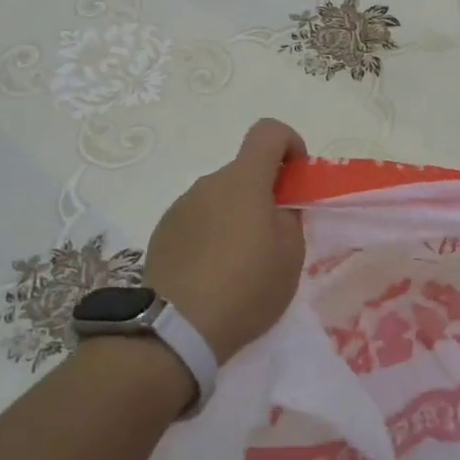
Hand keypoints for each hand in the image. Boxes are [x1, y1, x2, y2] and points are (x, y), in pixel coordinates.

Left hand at [145, 119, 306, 363]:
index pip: (269, 131)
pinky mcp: (163, 231)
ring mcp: (181, 206)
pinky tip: (213, 273)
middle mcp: (209, 183)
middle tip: (274, 236)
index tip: (296, 178)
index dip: (290, 144)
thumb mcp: (290, 255)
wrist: (176, 329)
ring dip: (236, 215)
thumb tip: (276, 208)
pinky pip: (198, 219)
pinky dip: (211, 234)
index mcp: (244, 180)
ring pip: (220, 197)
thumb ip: (289, 217)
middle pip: (244, 170)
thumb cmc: (246, 287)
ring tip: (241, 263)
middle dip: (264, 192)